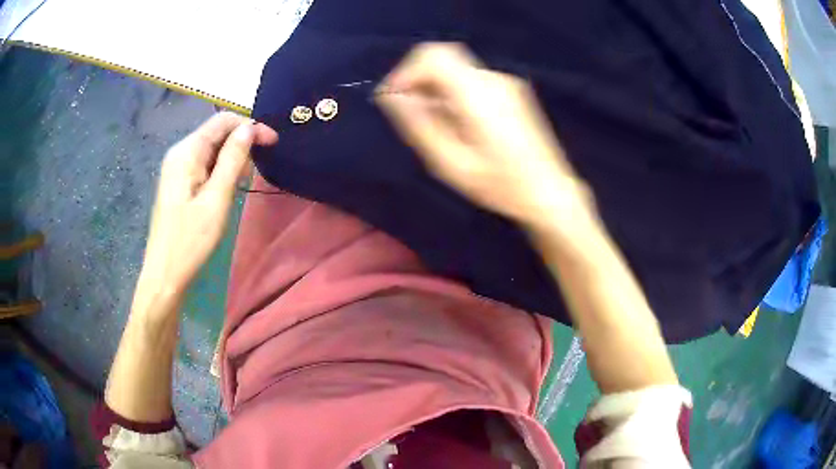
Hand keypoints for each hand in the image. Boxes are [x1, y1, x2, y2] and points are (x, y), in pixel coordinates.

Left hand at [139, 112, 277, 298]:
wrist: (165, 274)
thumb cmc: (191, 240)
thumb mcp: (216, 199)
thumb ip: (233, 159)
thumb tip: (249, 128)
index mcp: (186, 152)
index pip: (222, 121)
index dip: (250, 126)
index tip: (273, 142)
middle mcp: (180, 153)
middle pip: (216, 132)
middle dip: (241, 142)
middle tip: (260, 166)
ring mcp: (177, 168)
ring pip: (211, 149)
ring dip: (232, 157)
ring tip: (245, 180)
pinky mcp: (179, 183)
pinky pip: (204, 165)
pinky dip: (221, 169)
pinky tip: (228, 186)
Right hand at [376, 43, 592, 230]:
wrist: (550, 191)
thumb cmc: (501, 184)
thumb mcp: (451, 162)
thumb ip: (419, 124)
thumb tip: (391, 96)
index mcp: (477, 94)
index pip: (433, 55)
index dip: (406, 71)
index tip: (393, 99)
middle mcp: (492, 79)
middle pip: (443, 58)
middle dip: (418, 80)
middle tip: (408, 113)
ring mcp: (504, 83)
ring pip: (455, 70)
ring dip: (435, 89)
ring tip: (433, 125)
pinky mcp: (510, 91)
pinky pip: (470, 81)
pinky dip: (452, 93)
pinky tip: (456, 123)